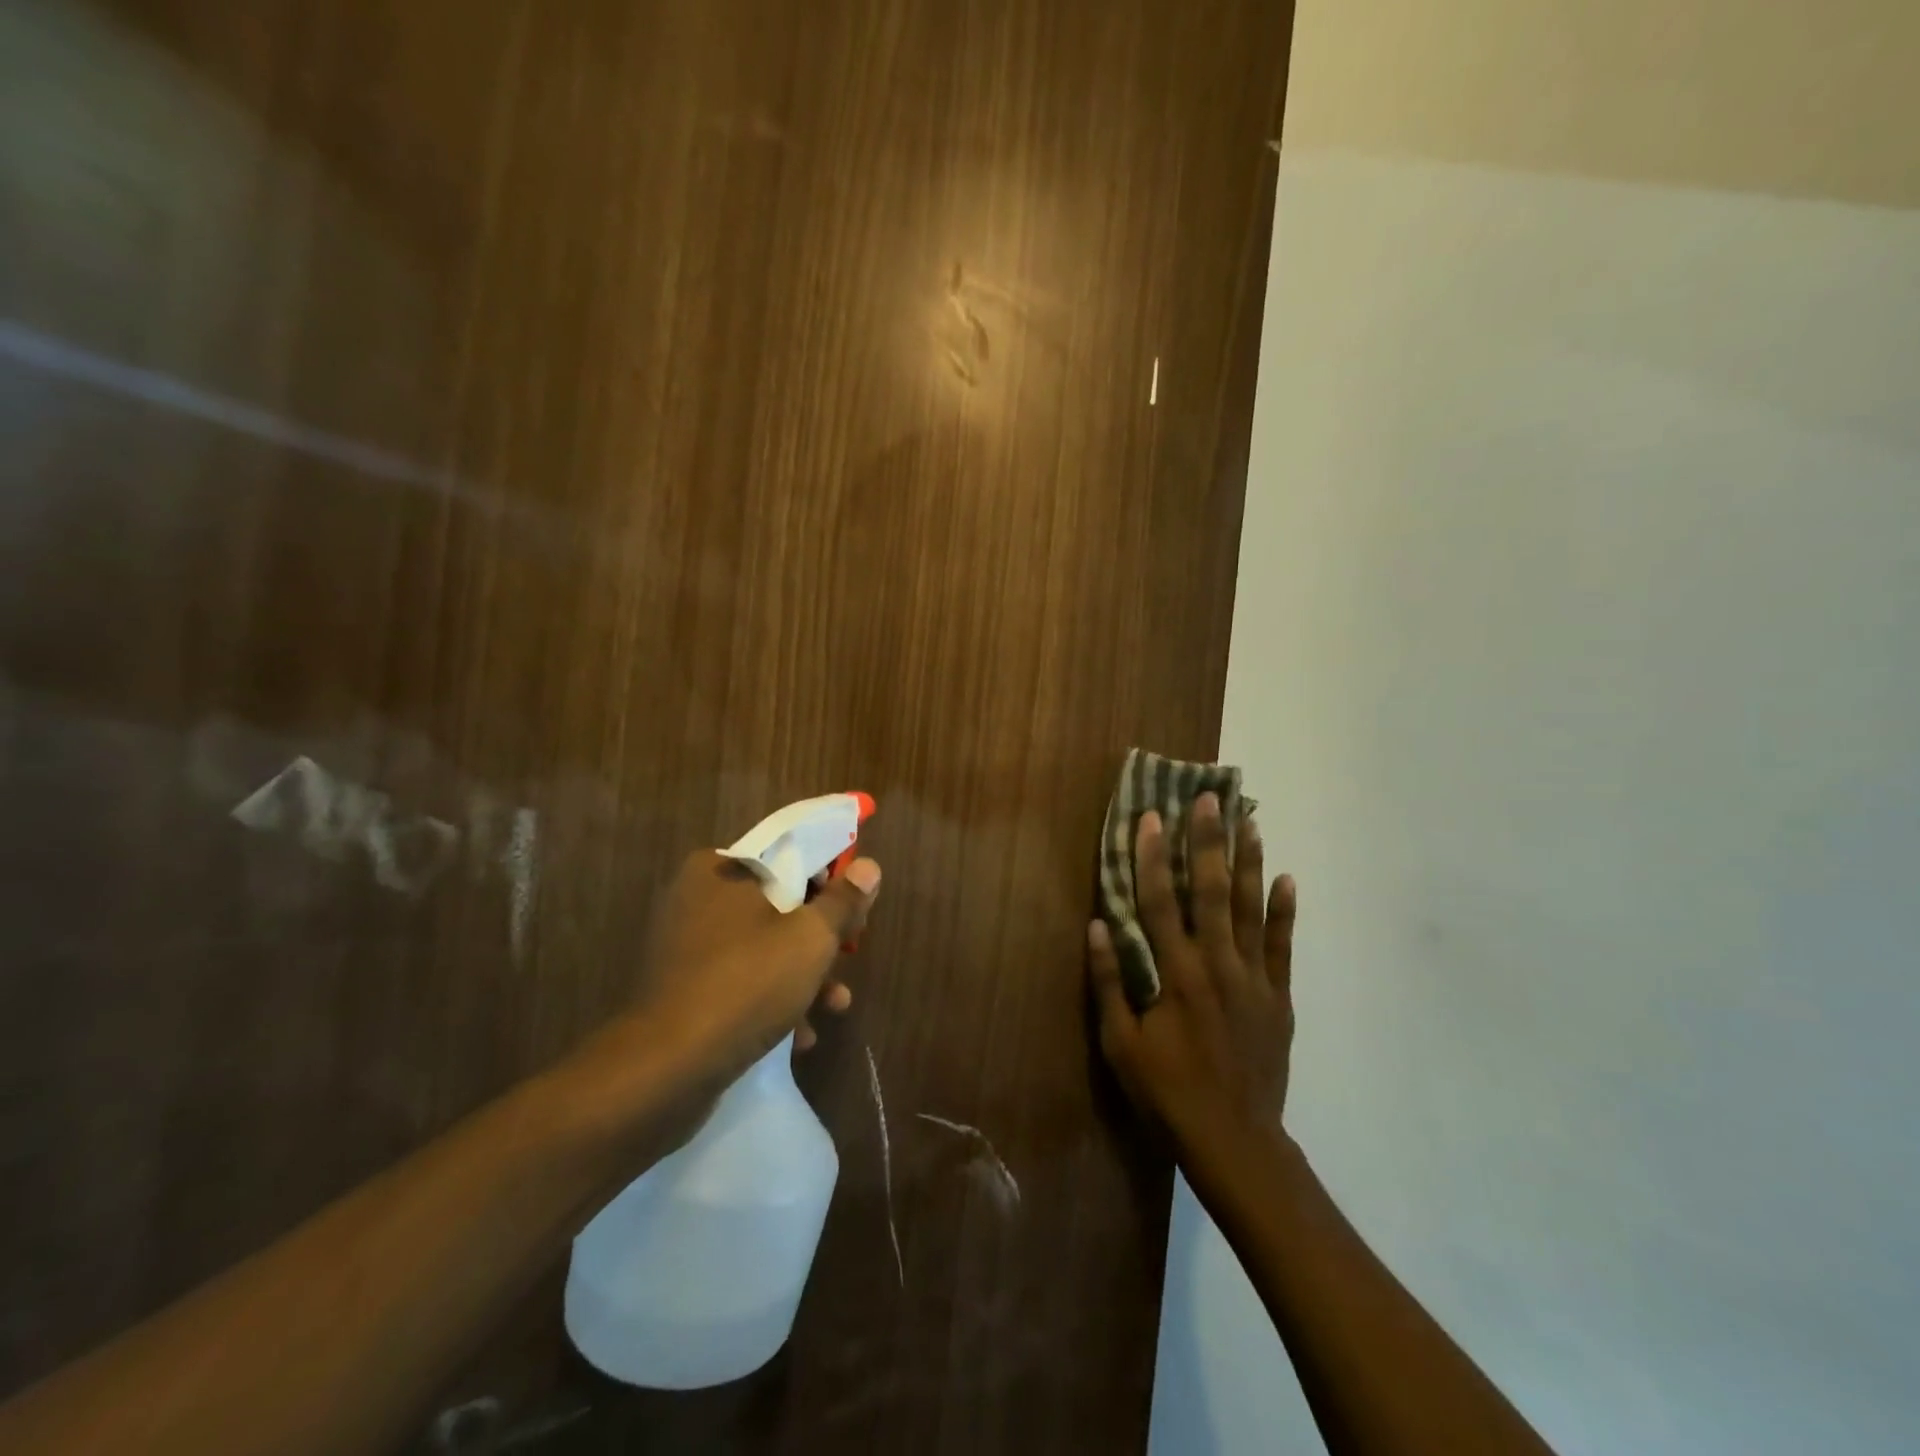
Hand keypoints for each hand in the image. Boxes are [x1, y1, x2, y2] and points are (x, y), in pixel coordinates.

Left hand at [627, 850, 881, 1088]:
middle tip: (849, 954)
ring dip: (803, 973)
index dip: (830, 878)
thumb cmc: (747, 983)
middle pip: (779, 904)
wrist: (667, 1070)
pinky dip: (771, 999)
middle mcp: (697, 899)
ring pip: (763, 947)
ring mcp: (686, 947)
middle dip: (819, 936)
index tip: (856, 906)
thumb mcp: (811, 938)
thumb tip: (868, 867)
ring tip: (836, 1003)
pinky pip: (739, 981)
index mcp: (720, 870)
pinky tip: (800, 1035)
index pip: (788, 856)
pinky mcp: (683, 990)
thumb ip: (843, 901)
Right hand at [1087, 794, 1295, 1156]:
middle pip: (1210, 892)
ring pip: (1250, 909)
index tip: (1149, 818)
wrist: (1234, 1140)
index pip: (1159, 903)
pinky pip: (1282, 946)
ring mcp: (1254, 979)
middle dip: (1206, 842)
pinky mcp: (1279, 997)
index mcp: (1176, 975)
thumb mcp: (1120, 1043)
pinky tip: (1286, 878)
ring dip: (1248, 862)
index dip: (1150, 858)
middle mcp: (1217, 965)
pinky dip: (1284, 911)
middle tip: (1207, 799)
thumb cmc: (1166, 1092)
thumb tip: (1097, 925)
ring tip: (1248, 821)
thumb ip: (1110, 982)